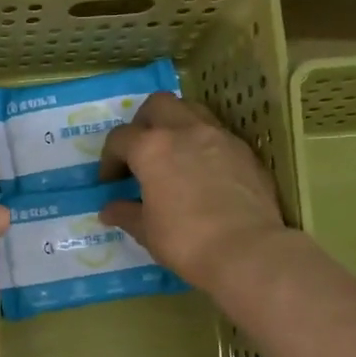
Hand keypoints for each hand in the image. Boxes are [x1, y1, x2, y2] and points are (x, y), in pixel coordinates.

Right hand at [99, 92, 290, 291]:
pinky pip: (217, 133)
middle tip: (141, 153)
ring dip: (176, 125)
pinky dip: (203, 143)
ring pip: (191, 110)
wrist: (246, 250)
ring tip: (173, 154)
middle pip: (157, 105)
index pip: (120, 138)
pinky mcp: (244, 150)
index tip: (110, 182)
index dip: (109, 159)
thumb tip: (109, 210)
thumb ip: (126, 214)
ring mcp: (219, 136)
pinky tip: (203, 171)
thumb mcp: (146, 231)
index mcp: (152, 148)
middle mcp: (185, 131)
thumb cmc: (185, 240)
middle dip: (143, 124)